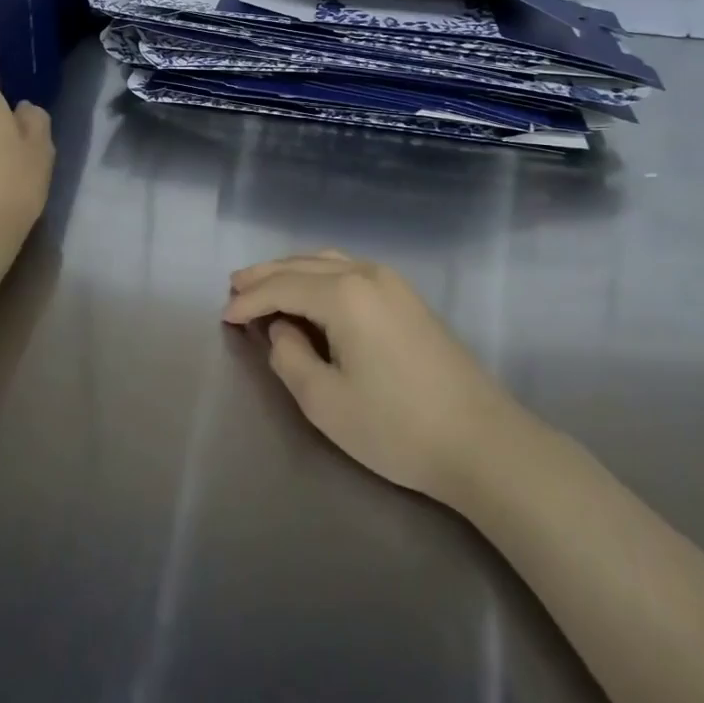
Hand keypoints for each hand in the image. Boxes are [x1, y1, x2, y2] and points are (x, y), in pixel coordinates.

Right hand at [223, 251, 519, 501]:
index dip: (249, 300)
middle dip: (266, 274)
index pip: (282, 287)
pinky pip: (351, 270)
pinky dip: (320, 274)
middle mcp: (367, 274)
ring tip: (264, 283)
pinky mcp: (408, 298)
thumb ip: (289, 358)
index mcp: (344, 294)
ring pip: (329, 261)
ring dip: (293, 270)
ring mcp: (392, 282)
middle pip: (303, 265)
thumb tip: (281, 329)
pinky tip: (311, 291)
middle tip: (234, 285)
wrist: (480, 440)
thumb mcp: (325, 402)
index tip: (222, 316)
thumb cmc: (396, 427)